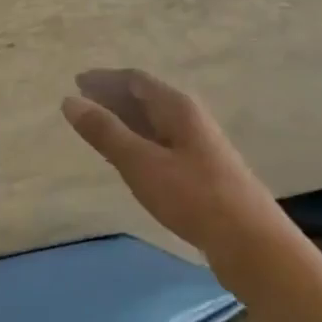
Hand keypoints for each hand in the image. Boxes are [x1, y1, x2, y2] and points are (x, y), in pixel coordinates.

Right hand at [62, 68, 296, 275]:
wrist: (251, 243)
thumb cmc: (192, 196)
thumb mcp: (140, 162)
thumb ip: (105, 131)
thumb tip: (69, 100)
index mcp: (177, 108)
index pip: (136, 80)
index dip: (105, 79)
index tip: (77, 82)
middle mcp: (190, 119)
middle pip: (147, 98)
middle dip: (113, 97)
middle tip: (82, 104)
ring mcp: (199, 145)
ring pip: (155, 122)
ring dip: (125, 121)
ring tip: (98, 129)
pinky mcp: (203, 171)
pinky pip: (162, 143)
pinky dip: (138, 142)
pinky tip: (128, 159)